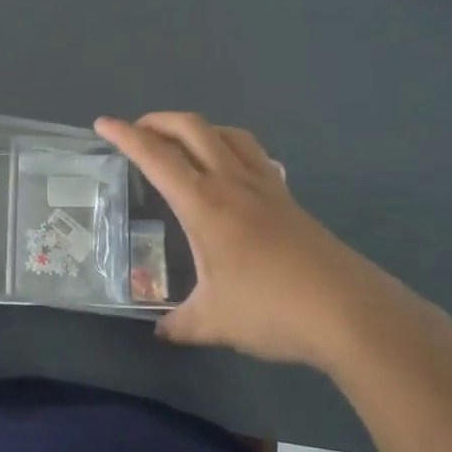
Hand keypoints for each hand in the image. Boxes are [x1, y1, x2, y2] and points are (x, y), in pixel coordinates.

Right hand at [95, 112, 416, 369]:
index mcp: (205, 204)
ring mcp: (266, 185)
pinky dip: (231, 147)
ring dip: (197, 128)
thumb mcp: (214, 322)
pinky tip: (231, 173)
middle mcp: (233, 182)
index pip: (156, 157)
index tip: (103, 124)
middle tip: (137, 132)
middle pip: (192, 128)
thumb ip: (180, 324)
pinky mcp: (290, 197)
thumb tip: (162, 331)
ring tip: (181, 144)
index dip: (126, 136)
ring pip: (228, 133)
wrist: (349, 312)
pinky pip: (254, 154)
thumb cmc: (272, 310)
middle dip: (158, 120)